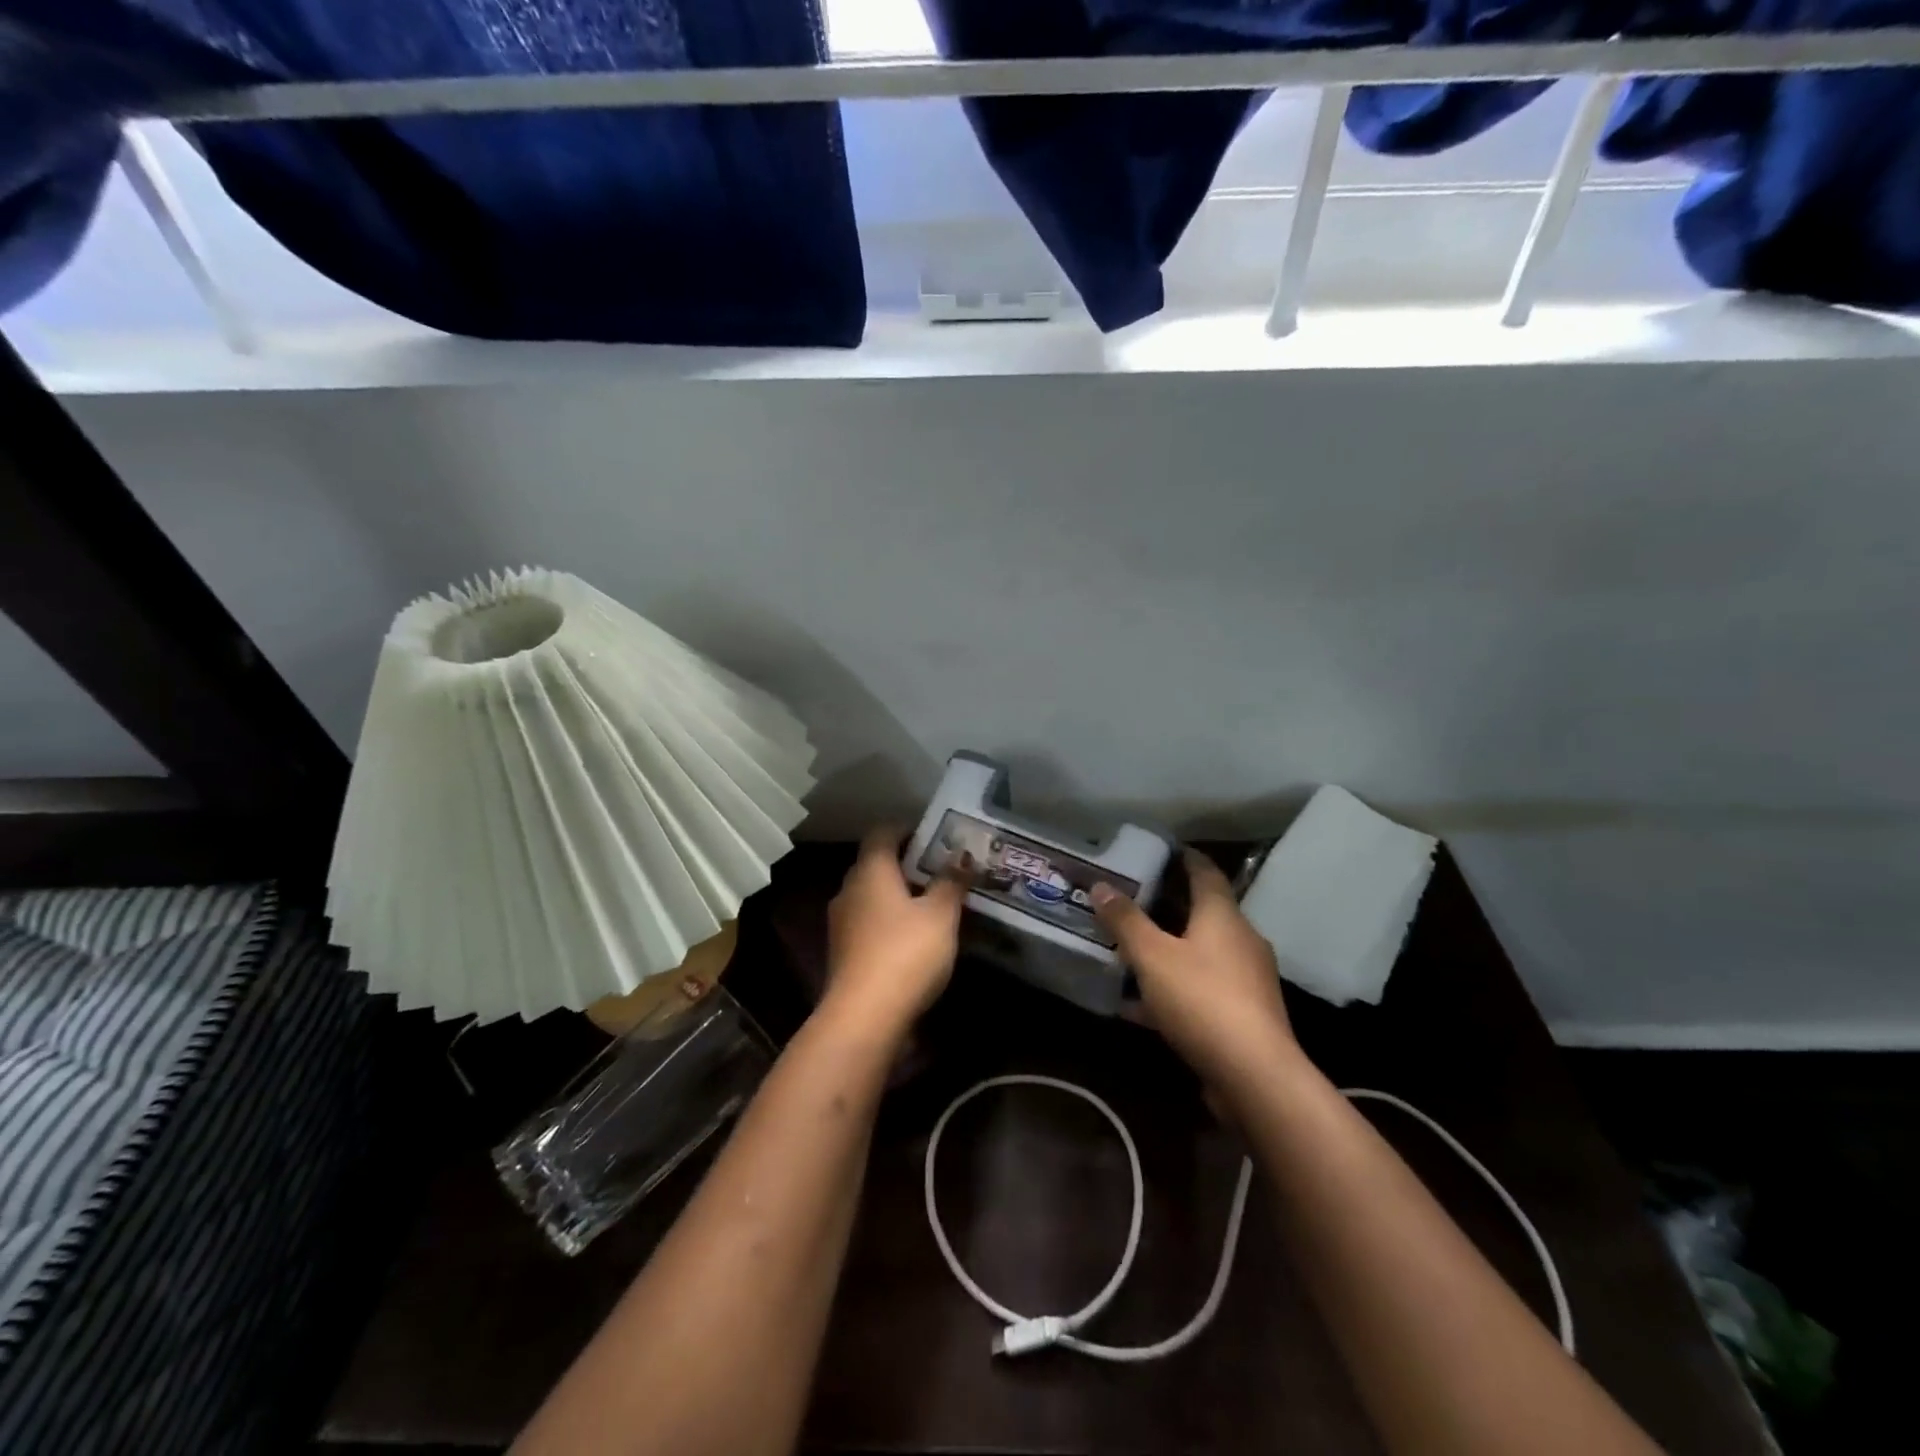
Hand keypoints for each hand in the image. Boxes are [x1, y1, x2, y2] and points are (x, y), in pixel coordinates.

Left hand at [823, 828, 967, 1041]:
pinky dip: (890, 921)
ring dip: (898, 895)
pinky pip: (869, 923)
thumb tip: (962, 855)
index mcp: (870, 871)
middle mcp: (849, 889)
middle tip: (942, 869)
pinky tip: (914, 937)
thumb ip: (951, 882)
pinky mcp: (843, 953)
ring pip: (872, 896)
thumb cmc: (905, 953)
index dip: (908, 829)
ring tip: (933, 903)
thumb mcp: (940, 915)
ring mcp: (841, 923)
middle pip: (876, 864)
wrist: (864, 1017)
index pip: (882, 833)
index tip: (936, 836)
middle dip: (907, 864)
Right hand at [1092, 850, 1299, 1091]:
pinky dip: (1172, 988)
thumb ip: (1125, 921)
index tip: (1157, 849)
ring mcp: (1245, 979)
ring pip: (1198, 953)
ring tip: (1127, 949)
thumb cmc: (1202, 999)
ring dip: (1166, 949)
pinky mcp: (1242, 1014)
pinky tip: (1137, 1005)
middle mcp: (1240, 940)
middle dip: (1165, 905)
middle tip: (1129, 898)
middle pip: (1201, 912)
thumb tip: (1101, 885)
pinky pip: (1200, 989)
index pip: (1205, 871)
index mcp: (1223, 916)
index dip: (1182, 857)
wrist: (1254, 1076)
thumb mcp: (1152, 956)